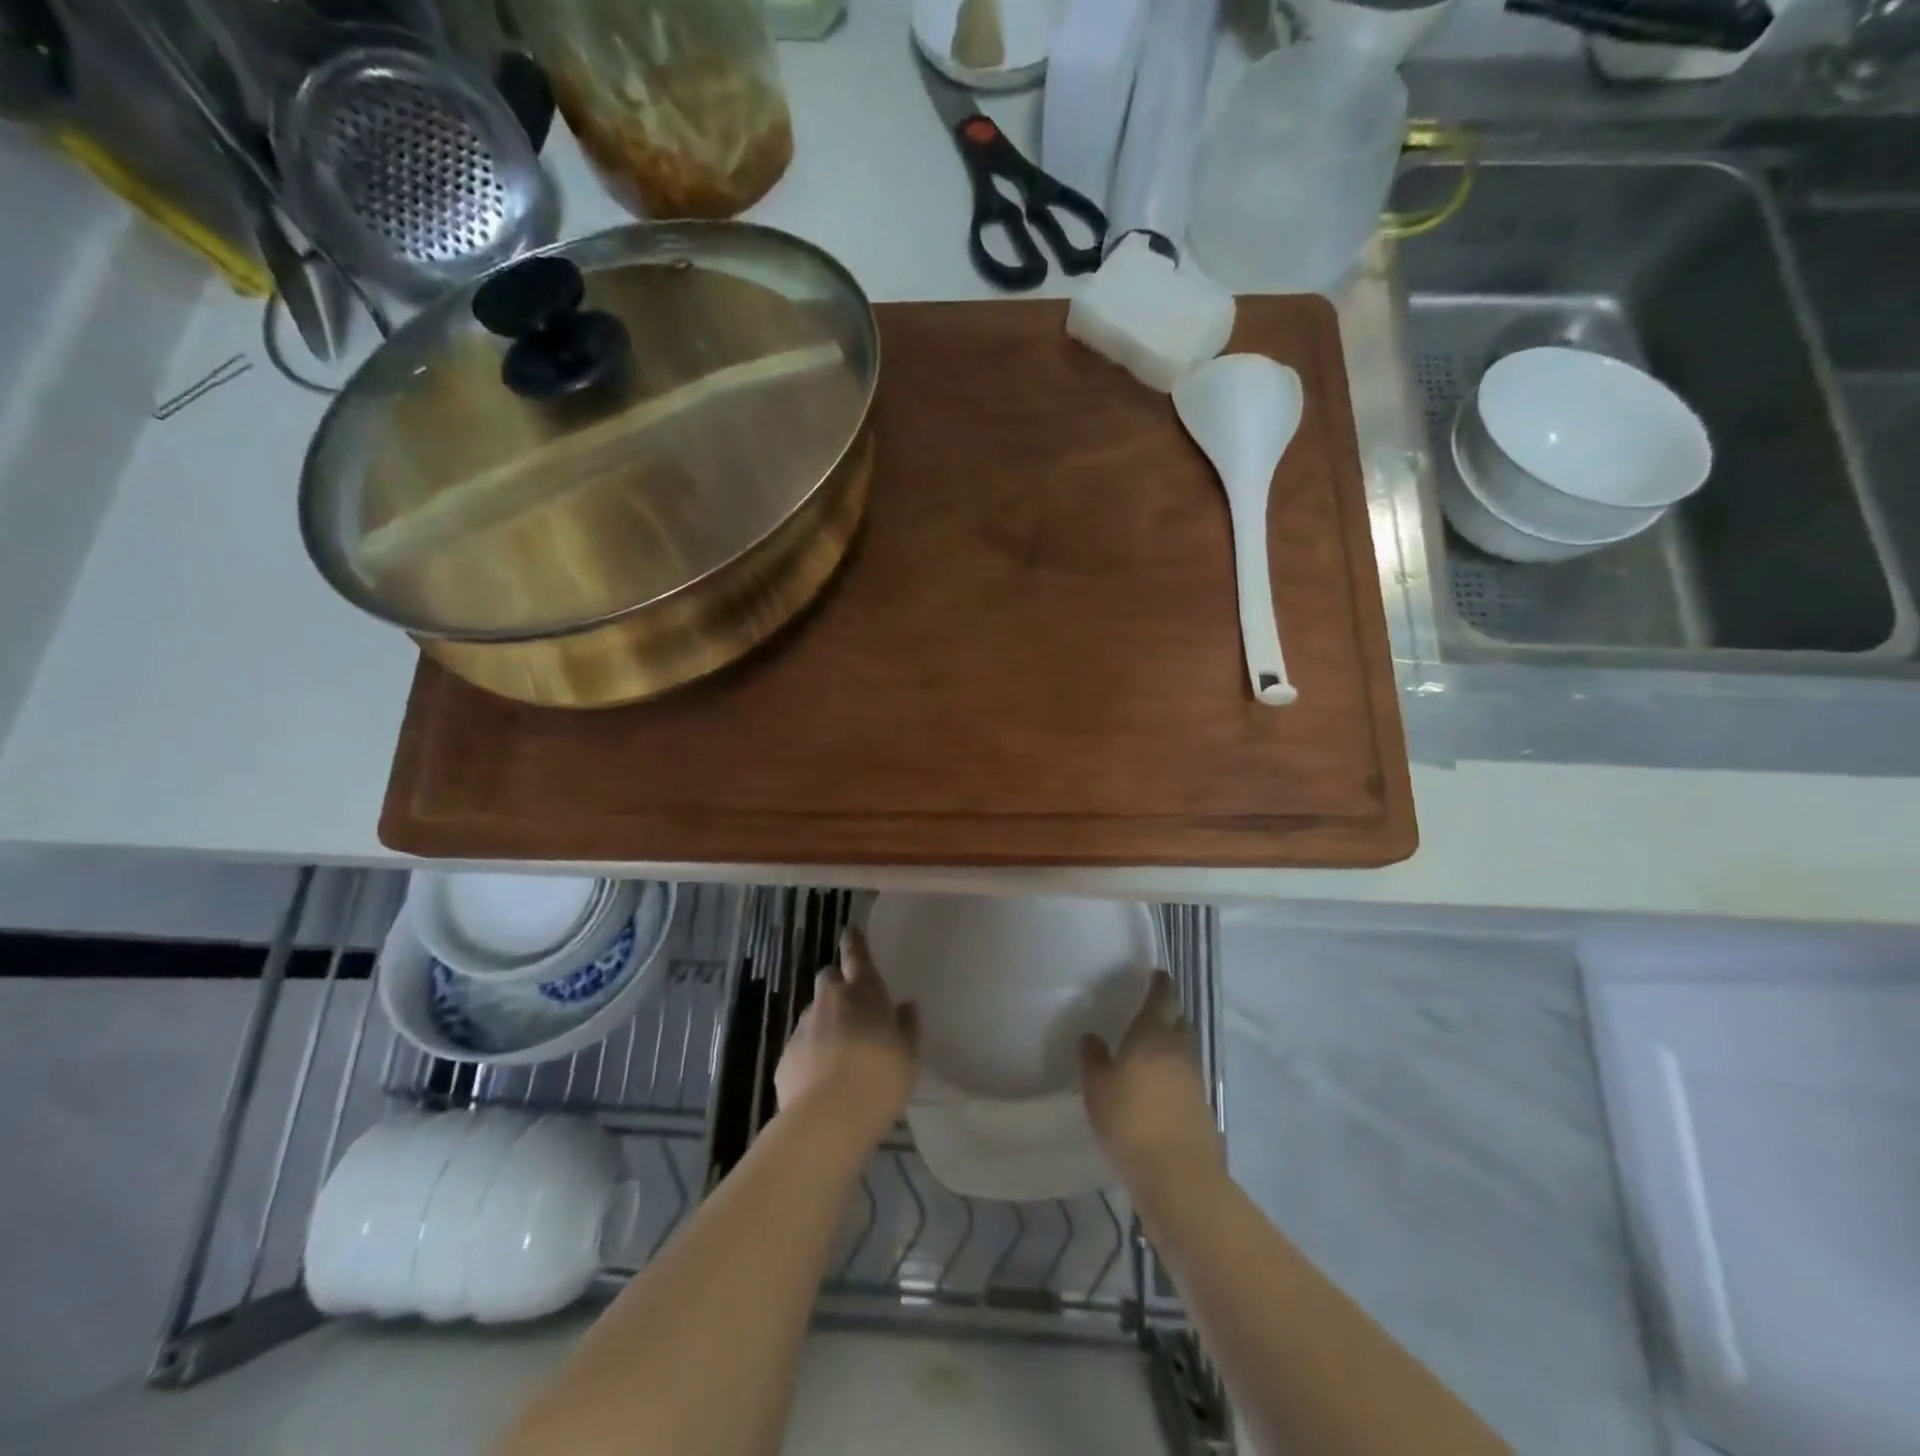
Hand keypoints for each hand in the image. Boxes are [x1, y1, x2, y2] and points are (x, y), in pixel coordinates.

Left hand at [775, 926, 918, 1157]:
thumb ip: (907, 1026)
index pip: (856, 953)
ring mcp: (803, 1027)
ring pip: (814, 1013)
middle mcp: (830, 1000)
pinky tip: (823, 1079)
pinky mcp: (785, 1057)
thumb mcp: (908, 1054)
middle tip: (854, 1008)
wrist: (828, 1119)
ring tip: (841, 1052)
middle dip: (838, 986)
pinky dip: (811, 1053)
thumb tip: (905, 1007)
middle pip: (829, 979)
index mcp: (863, 992)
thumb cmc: (880, 1078)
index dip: (855, 941)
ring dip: (826, 1022)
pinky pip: (802, 1045)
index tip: (851, 930)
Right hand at [1081, 971, 1224, 1194]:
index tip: (1156, 973)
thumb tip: (1091, 1036)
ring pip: (1185, 1049)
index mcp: (1153, 1035)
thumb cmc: (1130, 1120)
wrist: (1177, 1174)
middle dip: (1168, 1012)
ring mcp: (1195, 1079)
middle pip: (1179, 1021)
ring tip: (1151, 1047)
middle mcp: (1179, 1050)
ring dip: (1172, 1043)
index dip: (1160, 984)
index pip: (1162, 998)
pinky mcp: (1202, 1106)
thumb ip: (1093, 1058)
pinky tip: (1159, 1083)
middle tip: (1150, 1010)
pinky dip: (1175, 1071)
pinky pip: (1187, 1076)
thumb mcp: (1097, 1088)